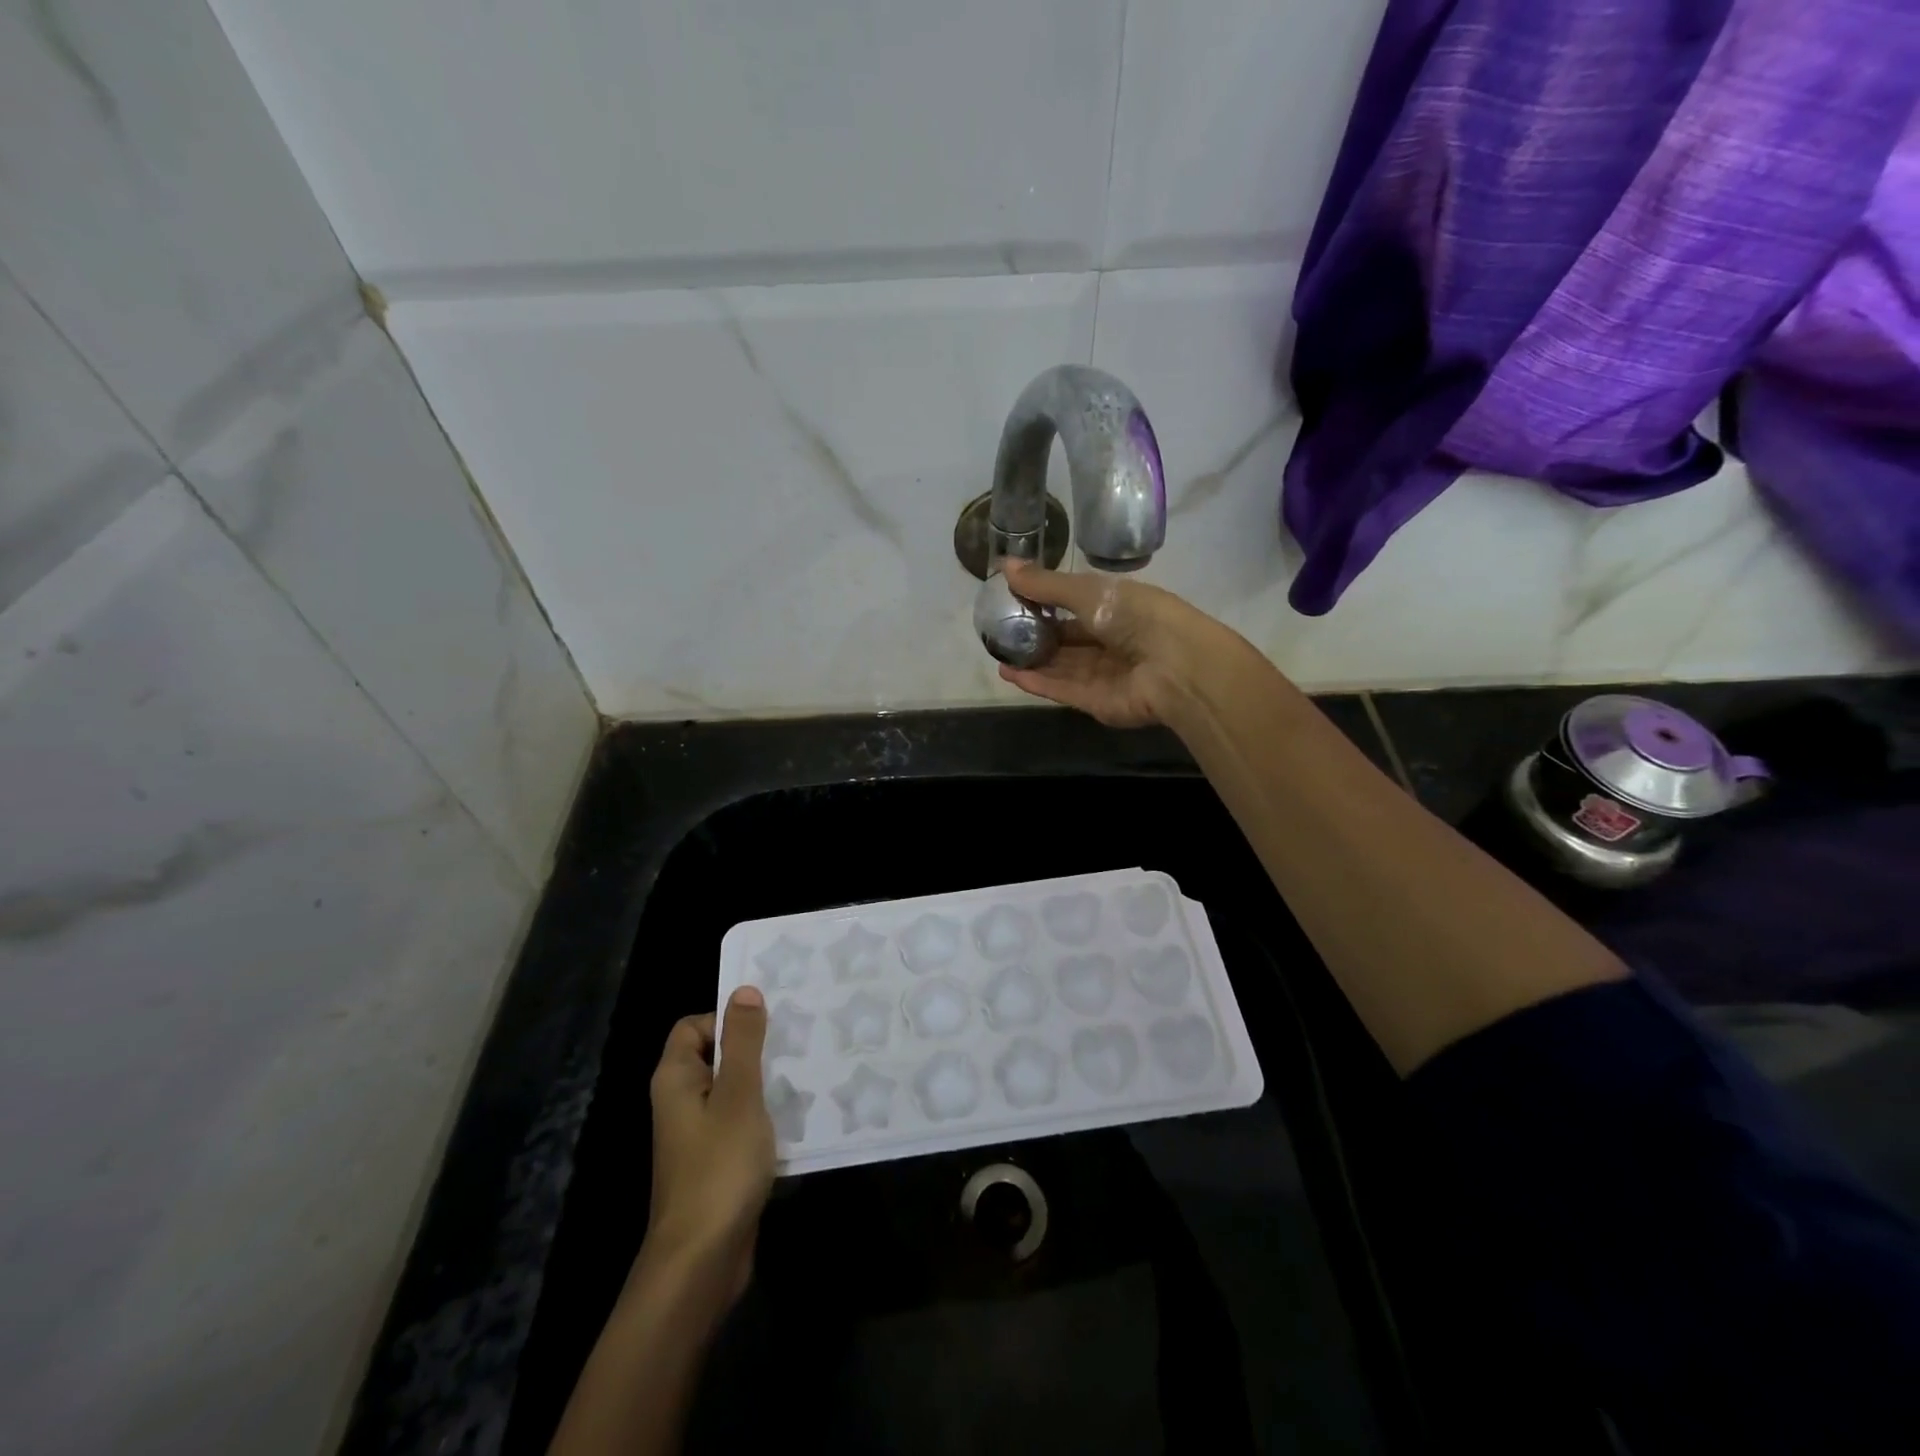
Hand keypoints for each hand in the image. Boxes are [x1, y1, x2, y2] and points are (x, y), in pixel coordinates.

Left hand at [640, 987, 774, 1307]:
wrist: (702, 1261)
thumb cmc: (718, 1167)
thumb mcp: (738, 1095)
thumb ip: (743, 1042)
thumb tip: (744, 990)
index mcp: (676, 1079)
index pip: (694, 1026)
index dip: (727, 1019)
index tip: (768, 1025)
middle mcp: (682, 1101)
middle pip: (718, 1055)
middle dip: (756, 1048)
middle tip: (799, 1042)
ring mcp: (699, 1134)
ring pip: (735, 1090)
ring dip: (767, 1083)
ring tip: (808, 1073)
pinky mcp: (718, 1161)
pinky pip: (743, 1122)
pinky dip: (766, 1116)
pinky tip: (800, 1117)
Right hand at [996, 559, 1219, 727]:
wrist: (1176, 668)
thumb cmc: (1138, 617)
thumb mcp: (1089, 591)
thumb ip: (1046, 584)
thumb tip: (1004, 565)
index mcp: (1119, 609)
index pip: (1077, 606)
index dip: (1047, 603)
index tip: (1013, 599)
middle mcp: (1113, 642)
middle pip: (1068, 641)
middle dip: (1036, 637)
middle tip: (1000, 632)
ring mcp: (1106, 675)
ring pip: (1062, 668)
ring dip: (1032, 662)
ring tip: (998, 655)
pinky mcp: (1098, 703)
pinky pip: (1063, 690)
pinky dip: (1038, 683)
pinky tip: (1010, 675)